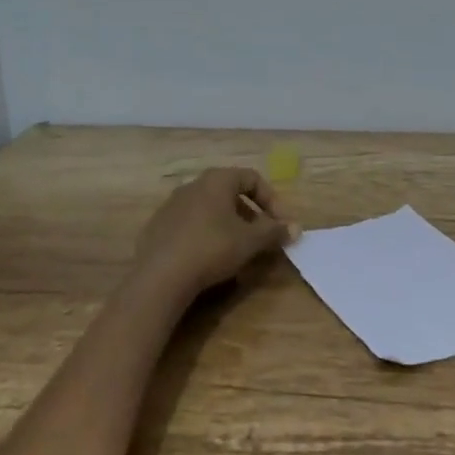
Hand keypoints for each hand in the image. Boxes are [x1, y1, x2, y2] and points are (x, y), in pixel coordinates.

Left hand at [130, 167, 297, 301]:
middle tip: (261, 238)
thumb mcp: (250, 241)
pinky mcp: (158, 227)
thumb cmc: (212, 248)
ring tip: (237, 250)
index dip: (272, 199)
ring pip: (210, 209)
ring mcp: (171, 205)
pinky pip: (191, 224)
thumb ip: (275, 231)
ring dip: (229, 225)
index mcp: (216, 180)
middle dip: (251, 214)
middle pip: (230, 193)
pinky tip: (209, 258)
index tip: (280, 224)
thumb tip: (296, 228)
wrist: (160, 276)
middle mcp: (193, 185)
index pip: (252, 178)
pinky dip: (206, 235)